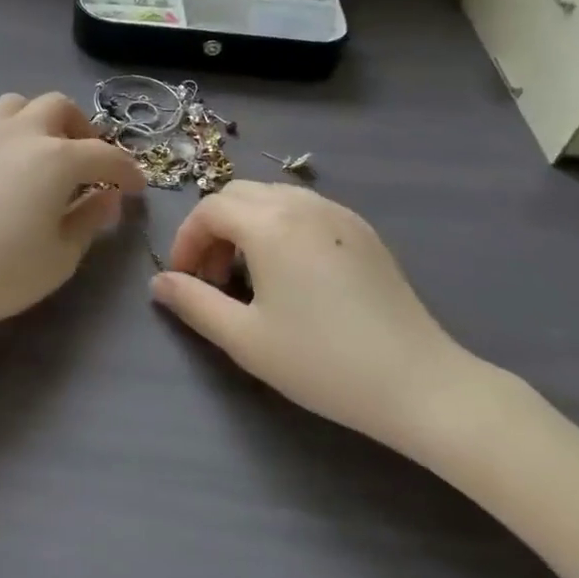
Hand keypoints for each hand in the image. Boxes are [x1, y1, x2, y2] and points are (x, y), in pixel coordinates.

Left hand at [0, 93, 146, 337]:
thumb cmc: (0, 272)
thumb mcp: (60, 256)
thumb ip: (90, 218)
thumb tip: (108, 196)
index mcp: (55, 157)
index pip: (105, 155)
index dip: (127, 171)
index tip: (137, 187)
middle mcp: (21, 132)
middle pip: (60, 108)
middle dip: (83, 131)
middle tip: (88, 164)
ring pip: (21, 104)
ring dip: (42, 121)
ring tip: (45, 153)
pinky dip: (11, 131)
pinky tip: (8, 166)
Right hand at [151, 183, 486, 454]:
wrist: (419, 383)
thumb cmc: (322, 361)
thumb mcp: (245, 338)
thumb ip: (194, 303)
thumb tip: (159, 283)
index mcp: (269, 223)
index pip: (209, 210)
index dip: (186, 241)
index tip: (184, 281)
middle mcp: (301, 203)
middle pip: (238, 195)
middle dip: (214, 229)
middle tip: (213, 278)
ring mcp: (337, 212)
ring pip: (272, 198)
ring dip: (246, 225)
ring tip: (248, 276)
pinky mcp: (362, 230)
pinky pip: (305, 210)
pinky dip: (280, 227)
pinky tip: (290, 273)